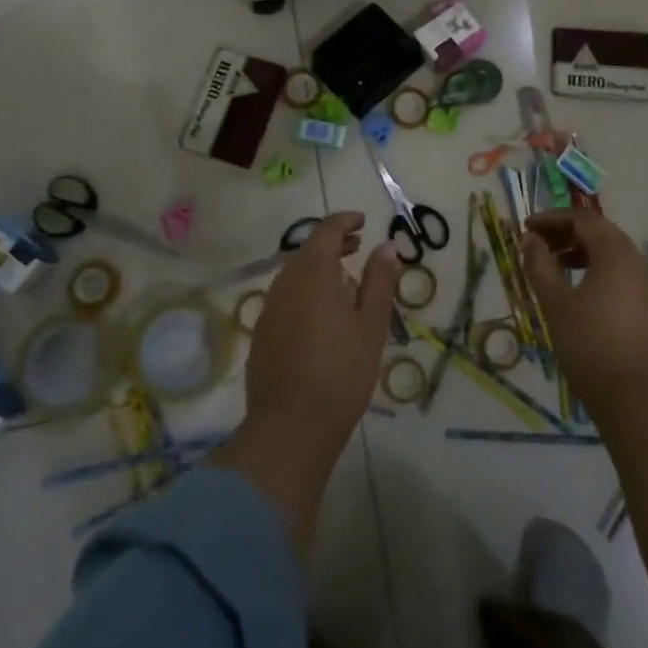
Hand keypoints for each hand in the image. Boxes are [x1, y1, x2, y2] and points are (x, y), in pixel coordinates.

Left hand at [242, 213, 399, 464]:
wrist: (290, 426)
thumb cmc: (341, 370)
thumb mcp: (371, 324)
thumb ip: (379, 280)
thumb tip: (386, 245)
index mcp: (314, 273)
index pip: (326, 230)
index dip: (345, 221)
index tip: (363, 221)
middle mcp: (286, 283)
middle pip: (307, 251)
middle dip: (333, 244)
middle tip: (357, 247)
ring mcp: (269, 308)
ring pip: (294, 275)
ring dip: (318, 268)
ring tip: (344, 282)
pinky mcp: (261, 333)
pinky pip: (285, 298)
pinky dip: (305, 291)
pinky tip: (321, 316)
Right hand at [520, 209, 647, 421]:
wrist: (634, 397)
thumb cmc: (589, 344)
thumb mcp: (556, 303)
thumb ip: (539, 265)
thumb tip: (529, 239)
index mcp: (615, 252)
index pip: (582, 218)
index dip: (551, 218)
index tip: (526, 228)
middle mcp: (636, 260)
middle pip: (599, 232)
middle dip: (565, 233)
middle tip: (537, 245)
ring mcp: (647, 283)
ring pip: (611, 253)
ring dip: (580, 252)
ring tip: (552, 267)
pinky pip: (620, 273)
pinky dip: (596, 270)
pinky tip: (577, 291)